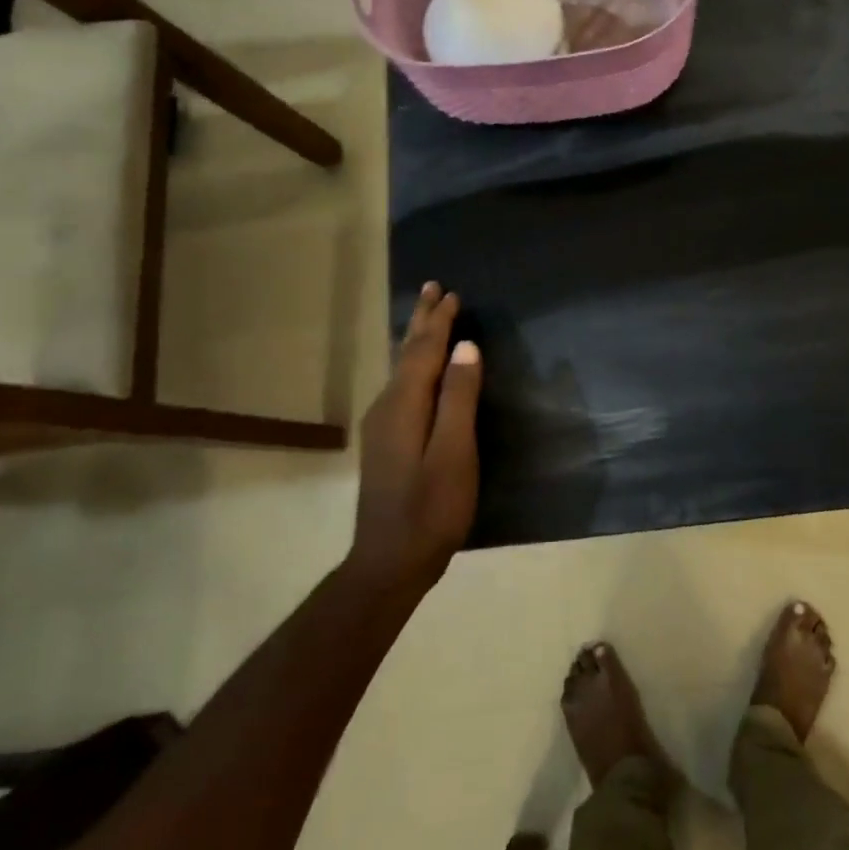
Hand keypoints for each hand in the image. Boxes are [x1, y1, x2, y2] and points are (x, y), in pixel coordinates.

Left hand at [350, 281, 483, 589]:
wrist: (390, 562)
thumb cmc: (431, 508)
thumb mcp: (454, 453)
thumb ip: (459, 398)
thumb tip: (466, 347)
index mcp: (404, 404)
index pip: (424, 350)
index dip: (439, 321)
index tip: (452, 293)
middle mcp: (387, 407)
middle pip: (407, 353)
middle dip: (421, 320)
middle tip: (432, 288)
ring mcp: (382, 425)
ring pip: (401, 368)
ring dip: (416, 338)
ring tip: (425, 317)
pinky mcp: (386, 442)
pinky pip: (401, 384)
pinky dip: (413, 363)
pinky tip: (417, 368)